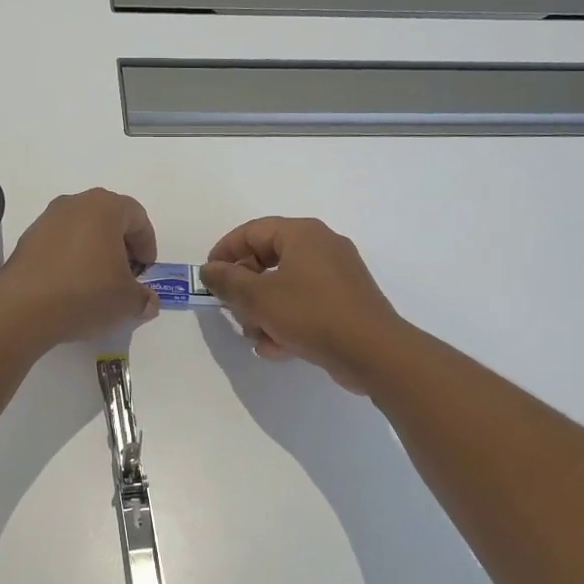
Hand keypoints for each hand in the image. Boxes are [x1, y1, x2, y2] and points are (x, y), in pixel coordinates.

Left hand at [0, 188, 158, 347]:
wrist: (23, 308)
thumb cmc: (86, 293)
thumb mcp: (126, 301)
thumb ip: (143, 298)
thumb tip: (147, 302)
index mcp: (105, 207)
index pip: (137, 217)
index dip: (147, 244)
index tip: (145, 270)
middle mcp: (75, 203)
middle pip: (108, 218)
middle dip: (121, 245)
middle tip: (125, 274)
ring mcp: (47, 219)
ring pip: (82, 229)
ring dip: (94, 250)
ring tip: (98, 282)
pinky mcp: (27, 238)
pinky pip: (59, 242)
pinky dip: (71, 258)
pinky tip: (71, 285)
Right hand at [201, 218, 403, 392]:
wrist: (374, 353)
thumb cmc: (312, 314)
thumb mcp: (259, 298)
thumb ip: (227, 281)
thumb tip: (209, 270)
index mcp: (302, 234)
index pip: (252, 231)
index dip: (225, 252)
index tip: (209, 277)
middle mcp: (322, 246)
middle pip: (268, 259)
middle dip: (245, 289)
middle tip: (233, 310)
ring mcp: (337, 275)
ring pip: (285, 286)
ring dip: (264, 311)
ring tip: (257, 337)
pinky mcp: (345, 303)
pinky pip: (305, 304)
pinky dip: (288, 321)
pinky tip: (278, 348)